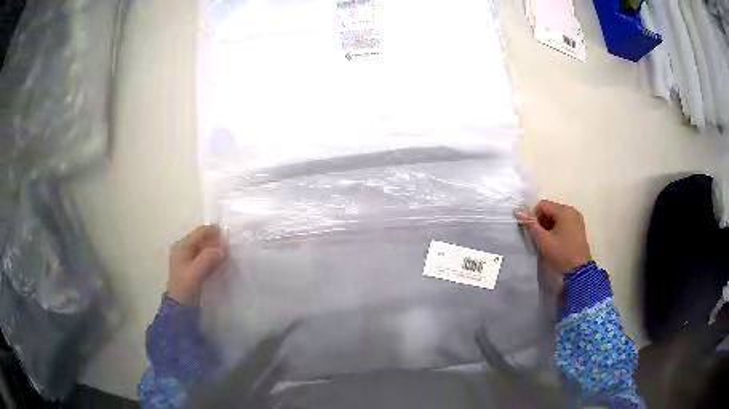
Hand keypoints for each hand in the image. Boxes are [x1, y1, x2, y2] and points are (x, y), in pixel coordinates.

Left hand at [168, 225, 226, 305]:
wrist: (179, 306)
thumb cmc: (185, 287)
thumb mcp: (196, 272)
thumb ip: (208, 258)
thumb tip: (224, 247)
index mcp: (181, 246)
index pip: (200, 232)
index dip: (214, 232)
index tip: (229, 238)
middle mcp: (184, 248)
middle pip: (203, 239)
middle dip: (216, 242)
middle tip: (229, 249)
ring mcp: (188, 258)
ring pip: (205, 248)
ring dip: (216, 250)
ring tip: (227, 256)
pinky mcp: (193, 266)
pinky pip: (205, 256)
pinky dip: (213, 257)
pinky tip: (220, 263)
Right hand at [515, 200, 591, 274]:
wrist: (579, 270)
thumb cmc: (561, 253)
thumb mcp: (543, 239)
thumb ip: (530, 223)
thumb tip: (517, 210)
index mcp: (564, 210)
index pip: (542, 205)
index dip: (535, 217)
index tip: (535, 232)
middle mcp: (572, 210)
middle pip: (550, 210)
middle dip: (543, 222)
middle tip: (541, 238)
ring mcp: (577, 219)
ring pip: (557, 217)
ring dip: (550, 226)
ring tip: (549, 241)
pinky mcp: (579, 228)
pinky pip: (564, 222)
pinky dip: (558, 229)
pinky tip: (557, 242)